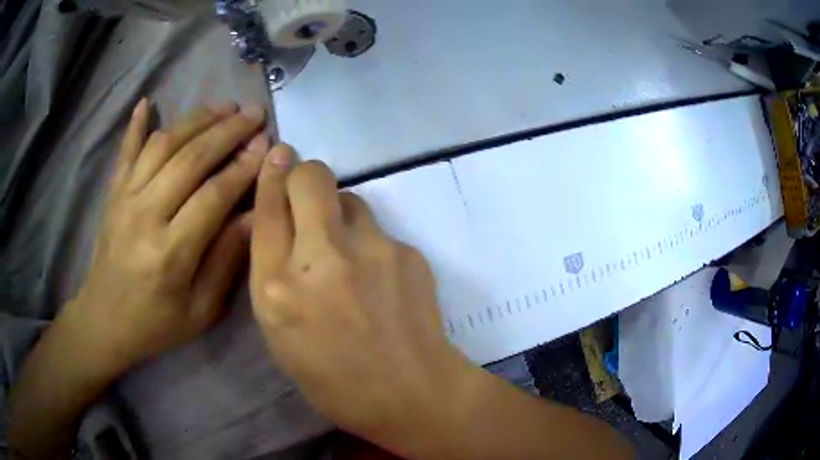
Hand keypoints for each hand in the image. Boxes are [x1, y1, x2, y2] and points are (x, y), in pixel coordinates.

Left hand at [66, 99, 269, 375]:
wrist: (105, 320)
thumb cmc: (156, 323)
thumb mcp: (200, 310)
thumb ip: (226, 261)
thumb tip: (254, 215)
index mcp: (170, 253)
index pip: (213, 195)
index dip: (243, 166)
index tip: (267, 144)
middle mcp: (144, 215)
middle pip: (189, 158)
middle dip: (226, 131)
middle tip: (253, 113)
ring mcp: (124, 199)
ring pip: (162, 144)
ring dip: (195, 120)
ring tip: (222, 107)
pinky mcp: (112, 193)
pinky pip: (125, 150)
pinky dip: (136, 124)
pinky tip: (147, 102)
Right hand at [249, 152, 472, 439]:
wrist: (411, 393)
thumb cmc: (333, 379)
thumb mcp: (280, 336)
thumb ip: (272, 276)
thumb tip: (276, 223)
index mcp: (279, 289)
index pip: (267, 209)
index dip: (271, 175)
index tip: (278, 155)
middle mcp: (322, 259)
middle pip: (311, 177)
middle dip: (305, 176)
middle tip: (308, 197)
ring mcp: (371, 251)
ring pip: (350, 199)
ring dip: (339, 214)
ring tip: (347, 255)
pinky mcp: (407, 252)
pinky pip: (378, 230)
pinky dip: (369, 243)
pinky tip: (379, 279)